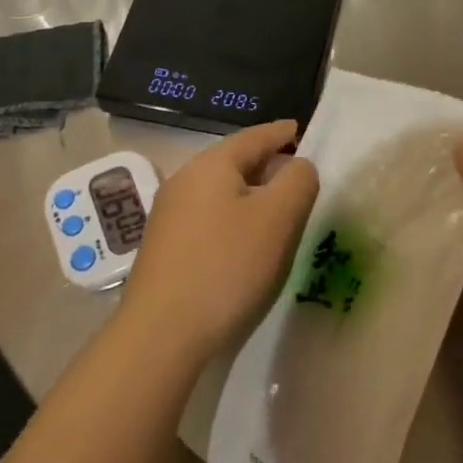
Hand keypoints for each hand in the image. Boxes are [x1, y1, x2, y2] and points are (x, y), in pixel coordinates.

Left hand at [121, 120, 319, 363]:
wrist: (161, 333)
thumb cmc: (227, 265)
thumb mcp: (278, 218)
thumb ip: (298, 181)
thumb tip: (299, 166)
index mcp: (211, 165)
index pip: (255, 136)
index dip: (281, 133)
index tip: (301, 129)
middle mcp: (185, 180)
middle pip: (234, 161)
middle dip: (267, 164)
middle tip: (298, 174)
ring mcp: (169, 214)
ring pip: (220, 190)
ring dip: (251, 193)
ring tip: (277, 208)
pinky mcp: (165, 245)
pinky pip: (208, 215)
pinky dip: (233, 216)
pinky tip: (245, 239)